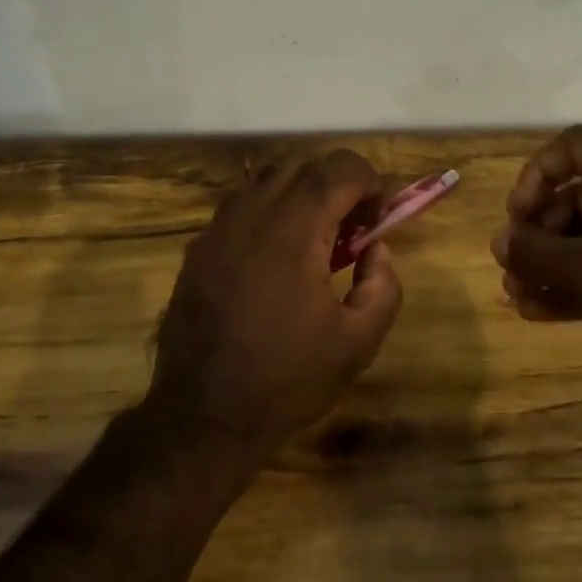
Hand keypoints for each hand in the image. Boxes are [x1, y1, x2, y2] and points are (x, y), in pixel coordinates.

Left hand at [149, 149, 404, 454]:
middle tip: (354, 225)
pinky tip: (276, 257)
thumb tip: (377, 249)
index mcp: (293, 233)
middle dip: (337, 183)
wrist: (203, 415)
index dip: (368, 180)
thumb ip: (383, 286)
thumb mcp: (357, 343)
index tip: (380, 213)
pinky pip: (239, 206)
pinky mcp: (198, 250)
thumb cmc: (287, 380)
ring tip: (316, 238)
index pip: (337, 169)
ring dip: (301, 193)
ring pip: (265, 180)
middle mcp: (251, 216)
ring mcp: (217, 230)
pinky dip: (268, 211)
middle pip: (301, 166)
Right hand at [491, 126, 581, 408]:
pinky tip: (535, 311)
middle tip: (510, 264)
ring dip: (546, 263)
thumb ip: (534, 251)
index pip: (575, 146)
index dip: (537, 173)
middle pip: (575, 197)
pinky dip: (569, 285)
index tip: (518, 214)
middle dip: (536, 231)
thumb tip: (501, 241)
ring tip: (514, 294)